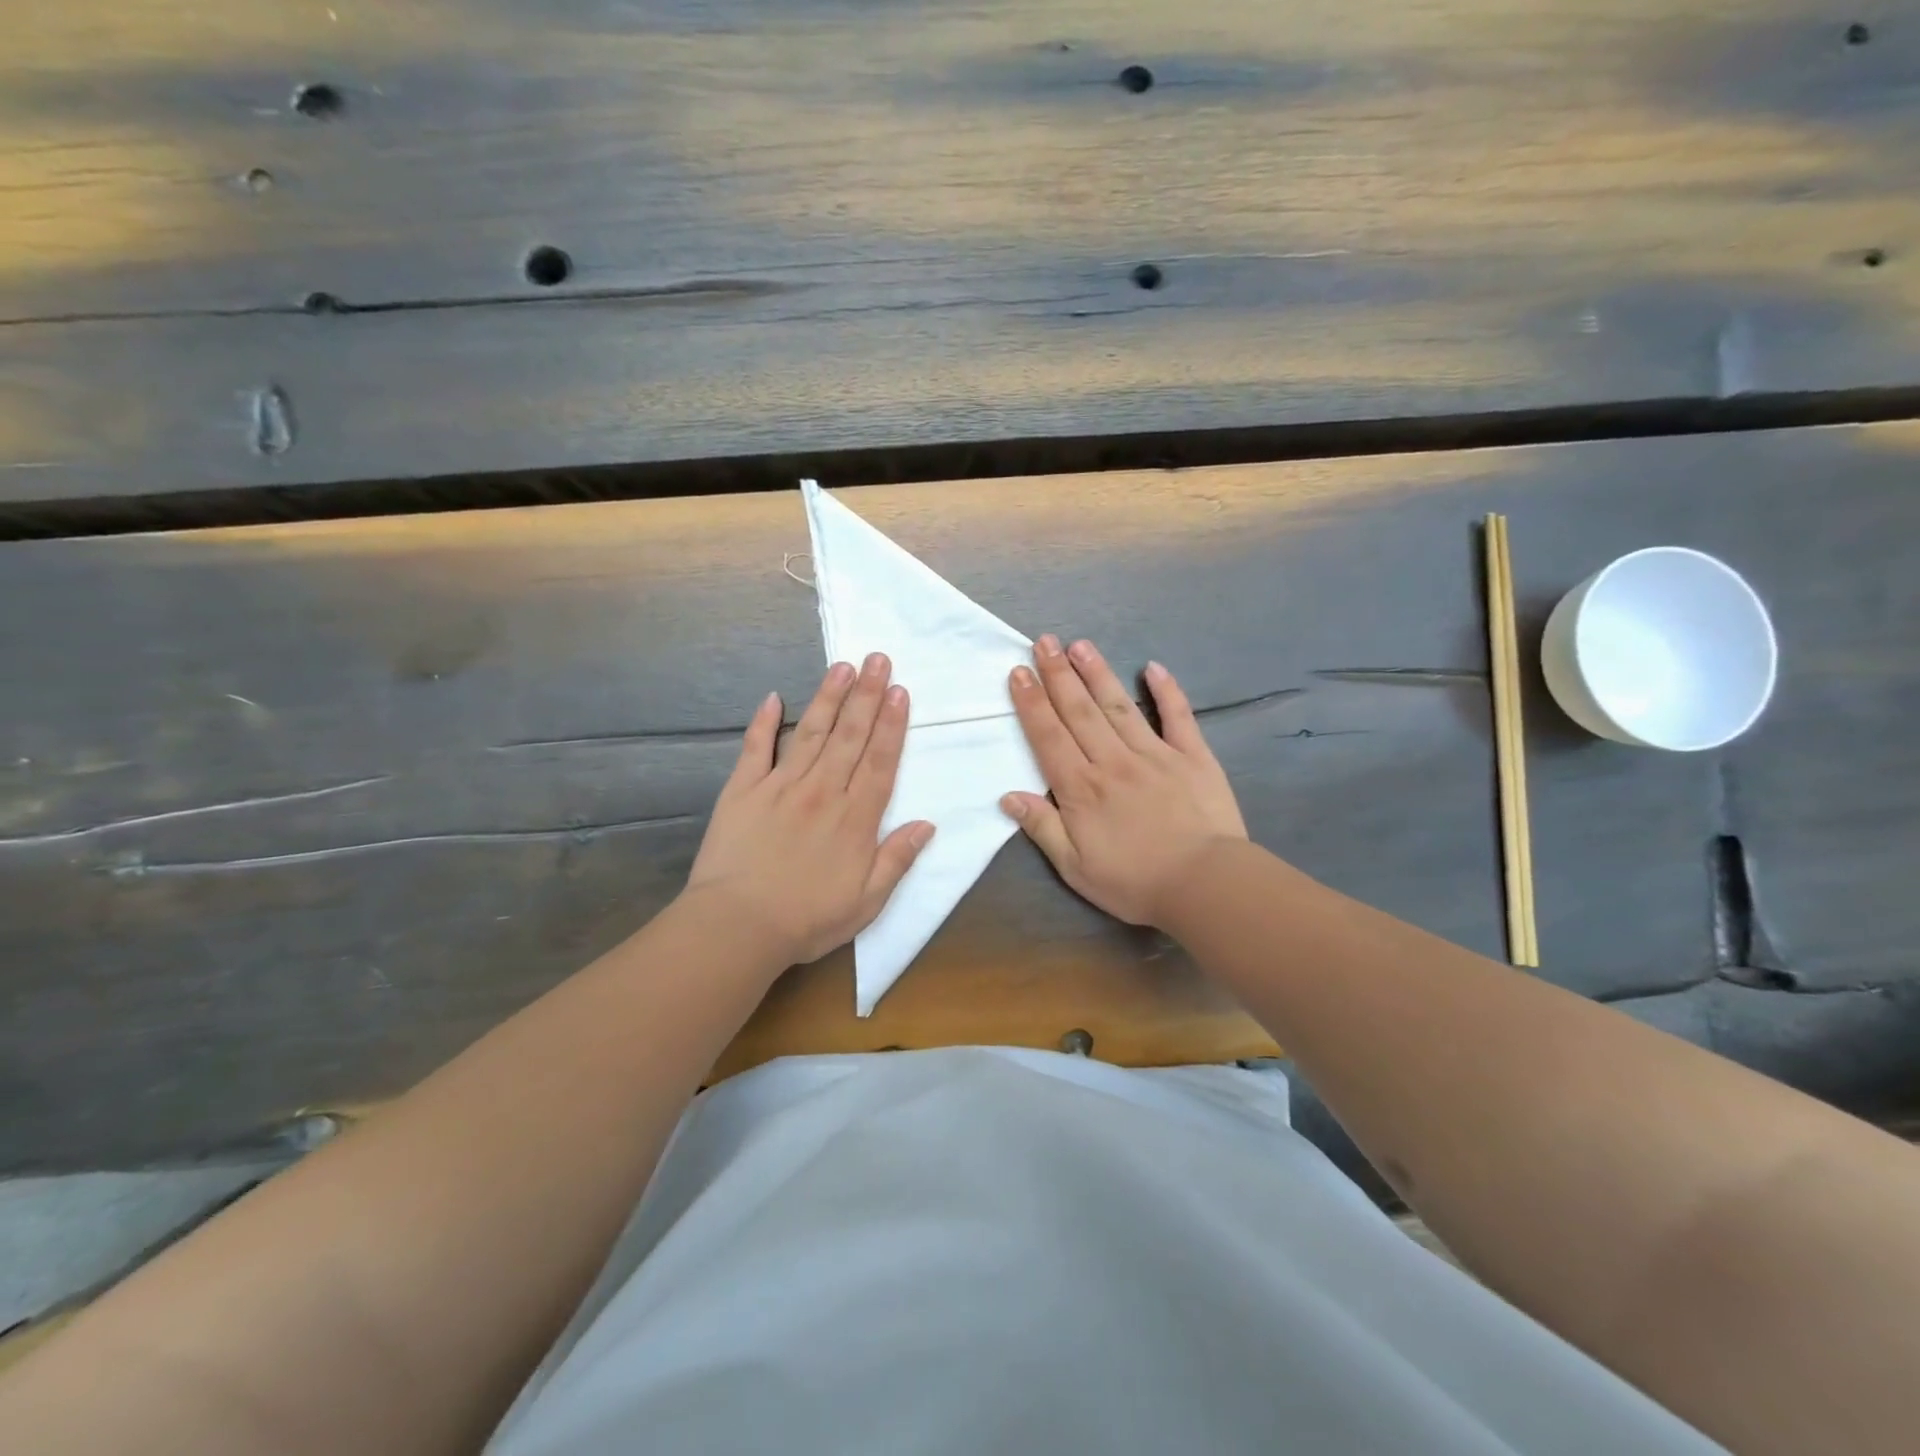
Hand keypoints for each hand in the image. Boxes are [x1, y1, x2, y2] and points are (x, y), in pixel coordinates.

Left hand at [686, 654, 933, 965]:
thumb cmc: (808, 919)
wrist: (738, 926)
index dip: (892, 725)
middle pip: (849, 736)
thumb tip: (926, 824)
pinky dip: (764, 722)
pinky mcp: (742, 791)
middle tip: (878, 659)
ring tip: (842, 666)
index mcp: (854, 818)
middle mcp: (822, 792)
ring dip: (828, 698)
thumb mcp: (867, 902)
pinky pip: (756, 749)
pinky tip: (773, 697)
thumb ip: (897, 859)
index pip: (879, 761)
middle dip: (867, 695)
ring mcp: (780, 786)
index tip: (900, 691)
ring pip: (811, 733)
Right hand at [1001, 636, 1246, 925]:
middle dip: (1058, 674)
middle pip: (1079, 711)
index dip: (1031, 703)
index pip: (1049, 736)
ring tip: (1080, 645)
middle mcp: (1113, 761)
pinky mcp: (1193, 756)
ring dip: (1097, 673)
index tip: (1019, 671)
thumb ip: (1042, 828)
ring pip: (1119, 706)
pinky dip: (1166, 690)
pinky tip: (1152, 667)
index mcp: (1082, 788)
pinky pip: (1178, 716)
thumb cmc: (1135, 882)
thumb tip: (1008, 796)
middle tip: (1044, 641)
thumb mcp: (1075, 868)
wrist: (1205, 885)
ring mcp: (1155, 754)